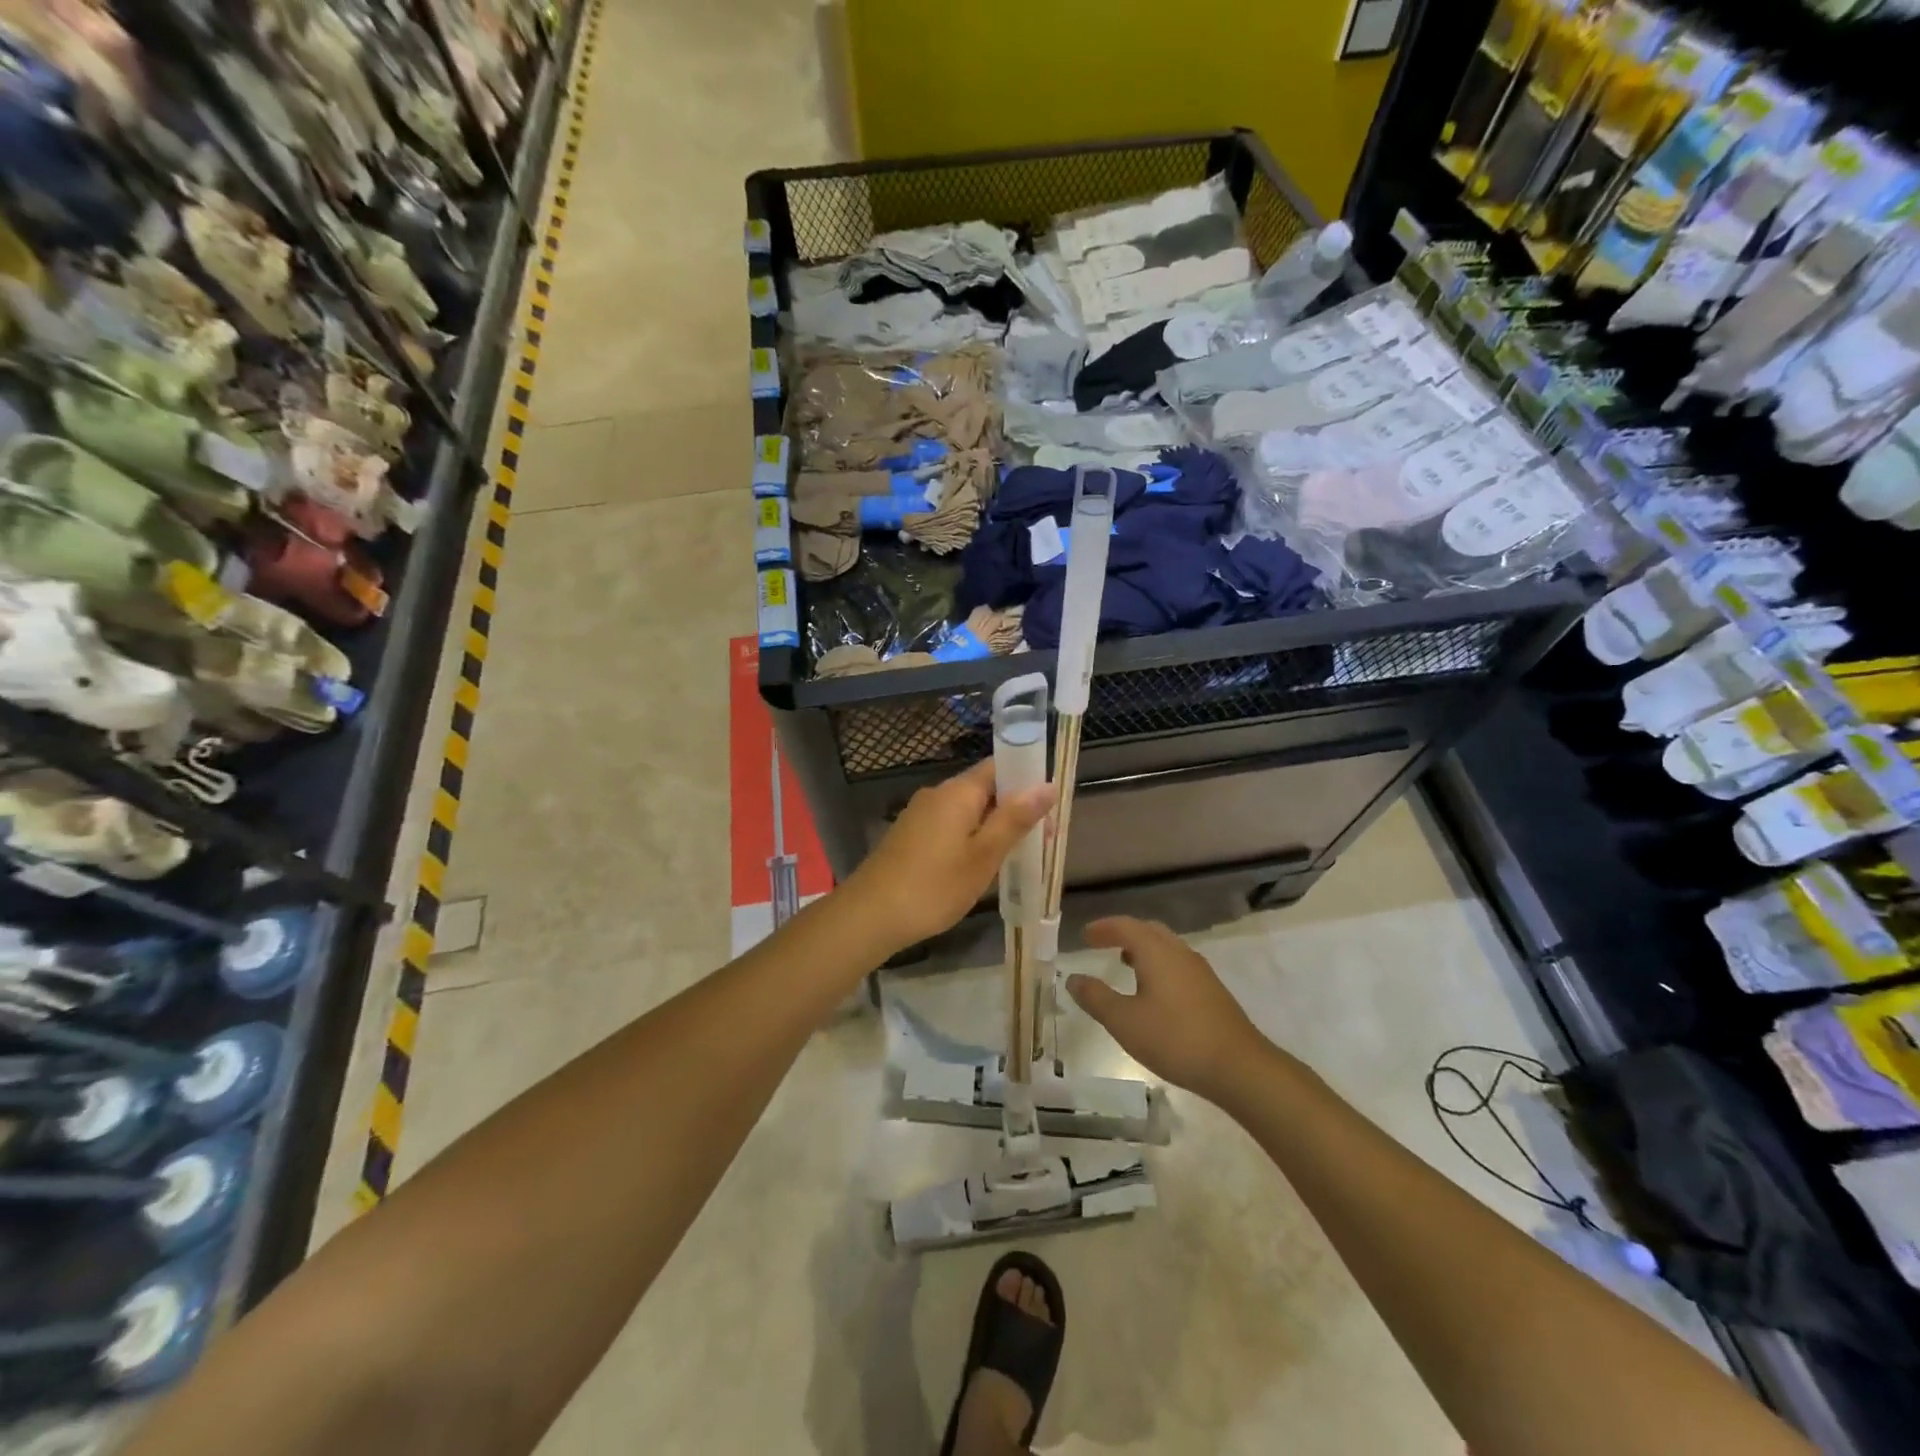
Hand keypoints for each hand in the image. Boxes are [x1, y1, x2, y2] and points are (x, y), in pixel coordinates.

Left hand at [844, 760, 1053, 954]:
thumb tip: (1047, 784)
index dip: (1027, 779)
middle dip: (1013, 808)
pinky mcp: (910, 835)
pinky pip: (950, 825)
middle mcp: (938, 794)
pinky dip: (970, 838)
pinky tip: (978, 865)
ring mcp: (920, 814)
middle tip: (1040, 841)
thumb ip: (1015, 819)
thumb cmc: (934, 886)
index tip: (1049, 807)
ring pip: (967, 810)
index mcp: (958, 791)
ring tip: (1014, 856)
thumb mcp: (984, 855)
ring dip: (992, 826)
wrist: (871, 915)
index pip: (999, 765)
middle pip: (984, 788)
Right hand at [1066, 917, 1269, 1100]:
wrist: (1238, 1066)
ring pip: (1165, 947)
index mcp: (1156, 951)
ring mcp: (1199, 970)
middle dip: (1123, 933)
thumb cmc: (1175, 1039)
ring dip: (1142, 949)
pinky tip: (1153, 991)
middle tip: (1101, 943)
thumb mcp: (1124, 1022)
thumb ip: (1096, 998)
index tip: (1084, 936)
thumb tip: (1073, 979)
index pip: (1125, 926)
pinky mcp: (1211, 990)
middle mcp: (1179, 952)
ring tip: (1124, 964)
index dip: (1102, 928)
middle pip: (1148, 930)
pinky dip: (1158, 964)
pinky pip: (1177, 963)